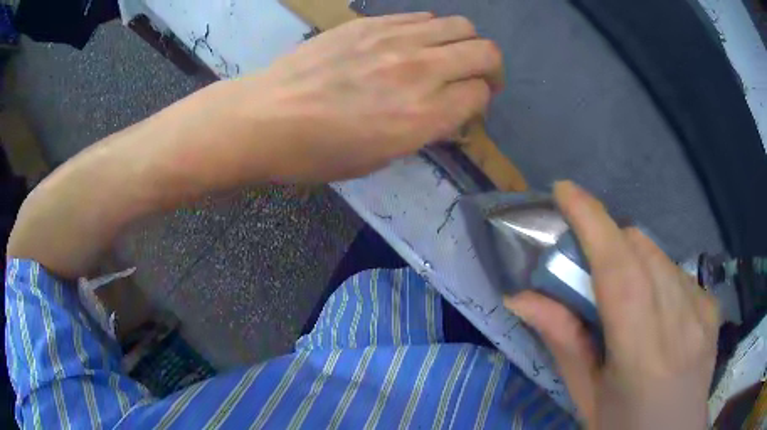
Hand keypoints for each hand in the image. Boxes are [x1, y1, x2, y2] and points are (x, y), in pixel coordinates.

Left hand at [214, 13, 502, 181]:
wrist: (265, 117)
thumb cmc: (318, 153)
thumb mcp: (381, 158)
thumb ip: (426, 129)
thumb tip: (449, 110)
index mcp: (423, 116)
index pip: (480, 94)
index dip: (480, 101)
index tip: (468, 106)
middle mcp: (420, 71)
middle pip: (485, 52)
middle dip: (490, 68)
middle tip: (476, 78)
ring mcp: (395, 40)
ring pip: (460, 25)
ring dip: (464, 43)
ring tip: (446, 57)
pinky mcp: (371, 23)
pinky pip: (422, 17)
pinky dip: (431, 30)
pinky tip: (413, 44)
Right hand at [504, 181, 719, 428]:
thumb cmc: (624, 428)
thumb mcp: (586, 397)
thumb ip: (563, 343)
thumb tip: (521, 297)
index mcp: (643, 354)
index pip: (620, 271)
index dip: (592, 221)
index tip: (565, 191)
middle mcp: (680, 322)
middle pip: (642, 250)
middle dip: (609, 239)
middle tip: (586, 262)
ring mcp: (702, 311)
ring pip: (660, 256)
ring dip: (633, 258)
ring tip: (621, 293)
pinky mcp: (711, 307)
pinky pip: (678, 273)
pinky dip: (657, 275)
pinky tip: (654, 307)